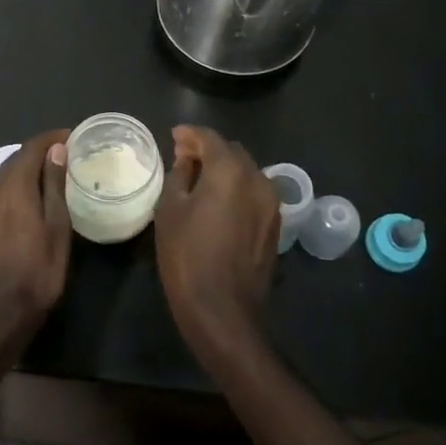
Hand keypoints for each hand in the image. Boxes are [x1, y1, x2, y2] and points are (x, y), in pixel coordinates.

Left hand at [0, 129, 71, 323]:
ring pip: (5, 175)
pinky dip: (17, 185)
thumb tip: (56, 150)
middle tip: (67, 155)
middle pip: (16, 159)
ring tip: (53, 174)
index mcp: (11, 187)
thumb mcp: (56, 227)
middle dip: (40, 152)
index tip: (72, 136)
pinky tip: (33, 197)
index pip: (31, 148)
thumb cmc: (38, 271)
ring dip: (27, 169)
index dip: (52, 138)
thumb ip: (54, 185)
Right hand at [154, 125, 277, 354]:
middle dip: (208, 150)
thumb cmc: (187, 257)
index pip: (209, 138)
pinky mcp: (275, 224)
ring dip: (224, 169)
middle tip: (184, 158)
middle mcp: (257, 179)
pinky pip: (254, 193)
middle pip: (232, 152)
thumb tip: (187, 161)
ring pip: (246, 172)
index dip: (190, 134)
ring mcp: (271, 203)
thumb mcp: (170, 211)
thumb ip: (179, 176)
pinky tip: (219, 202)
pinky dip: (237, 188)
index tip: (174, 136)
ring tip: (200, 180)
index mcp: (230, 170)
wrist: (223, 310)